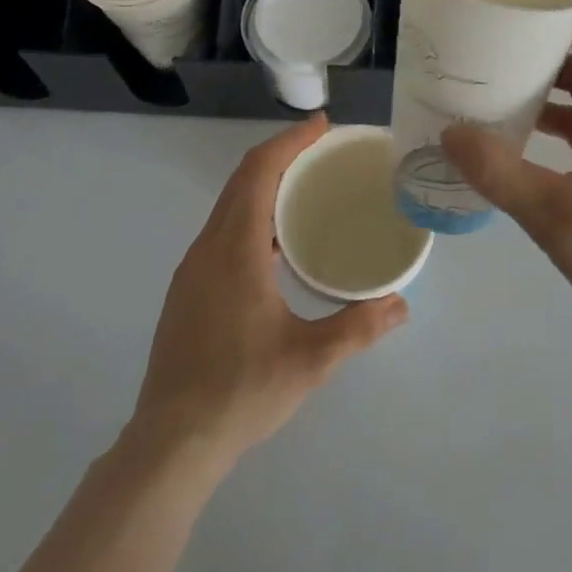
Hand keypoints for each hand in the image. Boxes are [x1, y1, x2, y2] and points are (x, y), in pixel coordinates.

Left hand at [131, 114, 407, 465]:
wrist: (169, 446)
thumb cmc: (240, 392)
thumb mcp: (309, 361)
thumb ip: (358, 327)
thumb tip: (402, 304)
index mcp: (235, 249)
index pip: (259, 171)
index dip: (290, 141)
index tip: (322, 125)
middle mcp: (209, 246)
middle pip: (243, 179)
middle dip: (282, 154)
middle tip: (323, 150)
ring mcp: (193, 268)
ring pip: (229, 203)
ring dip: (265, 182)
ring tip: (306, 188)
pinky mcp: (188, 289)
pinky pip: (222, 227)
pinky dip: (251, 210)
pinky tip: (276, 241)